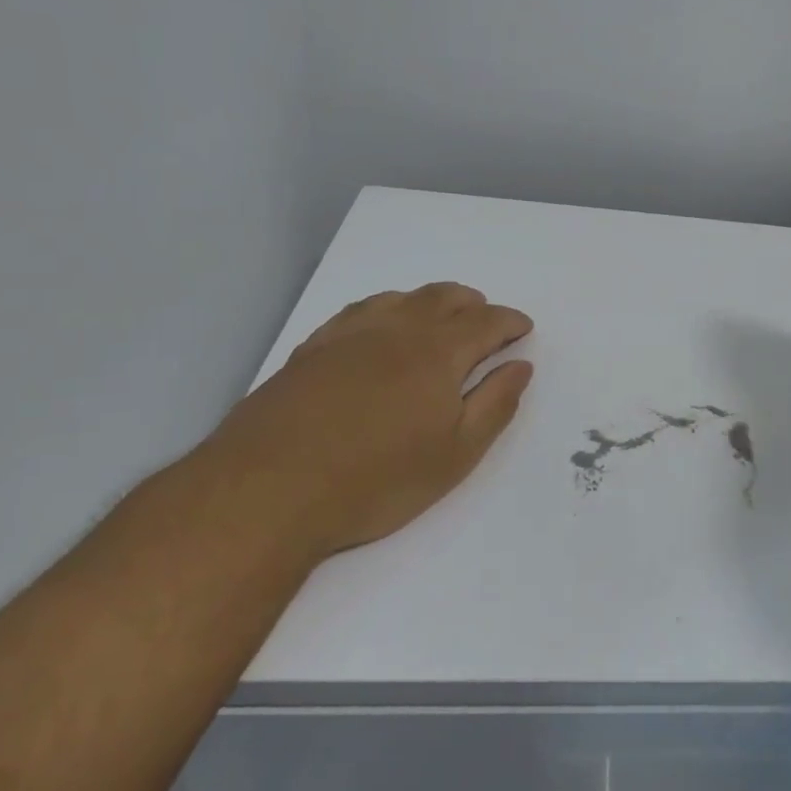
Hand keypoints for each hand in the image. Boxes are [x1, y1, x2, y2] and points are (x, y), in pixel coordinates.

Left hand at [200, 282, 532, 561]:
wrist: (268, 491)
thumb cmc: (377, 479)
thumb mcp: (456, 454)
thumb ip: (495, 404)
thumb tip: (520, 366)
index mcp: (438, 353)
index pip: (485, 323)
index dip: (509, 322)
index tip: (523, 328)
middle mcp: (396, 330)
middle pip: (443, 299)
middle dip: (473, 305)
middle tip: (486, 320)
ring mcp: (348, 336)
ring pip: (401, 299)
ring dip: (431, 301)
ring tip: (441, 315)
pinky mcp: (311, 350)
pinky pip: (359, 311)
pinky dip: (386, 307)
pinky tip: (381, 324)